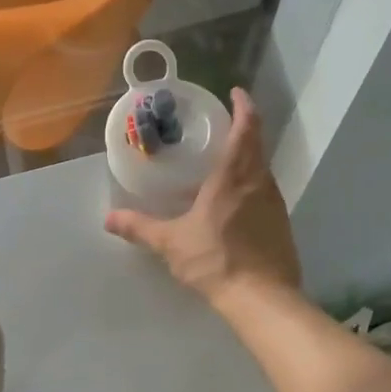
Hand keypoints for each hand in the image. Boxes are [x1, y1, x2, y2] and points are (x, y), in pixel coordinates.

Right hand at [105, 88, 301, 301]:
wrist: (261, 297)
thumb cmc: (215, 260)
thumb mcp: (171, 243)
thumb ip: (140, 228)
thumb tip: (109, 218)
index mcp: (234, 177)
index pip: (245, 129)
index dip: (243, 107)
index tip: (236, 94)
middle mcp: (260, 182)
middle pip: (256, 147)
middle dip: (242, 132)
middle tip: (220, 129)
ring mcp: (275, 204)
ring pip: (262, 171)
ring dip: (246, 162)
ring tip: (222, 167)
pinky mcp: (281, 225)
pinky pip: (265, 195)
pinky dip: (250, 188)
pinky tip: (233, 205)